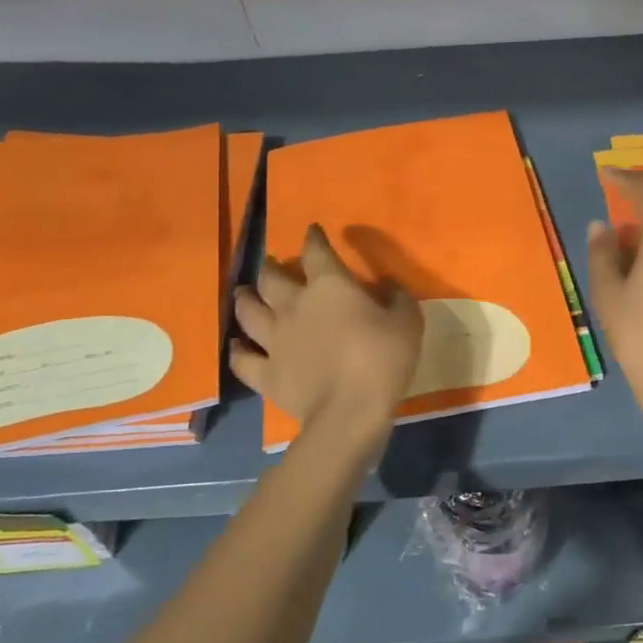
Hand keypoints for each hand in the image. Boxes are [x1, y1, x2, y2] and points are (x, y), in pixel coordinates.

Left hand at [230, 224, 423, 439]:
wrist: (350, 411)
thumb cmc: (383, 359)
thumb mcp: (407, 321)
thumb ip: (397, 297)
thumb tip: (387, 284)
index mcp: (330, 286)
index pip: (316, 252)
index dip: (314, 238)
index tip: (312, 230)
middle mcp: (294, 305)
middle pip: (272, 278)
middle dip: (271, 267)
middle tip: (270, 263)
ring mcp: (274, 340)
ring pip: (248, 312)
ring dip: (245, 299)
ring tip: (243, 293)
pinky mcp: (265, 374)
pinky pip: (242, 359)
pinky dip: (237, 351)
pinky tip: (235, 346)